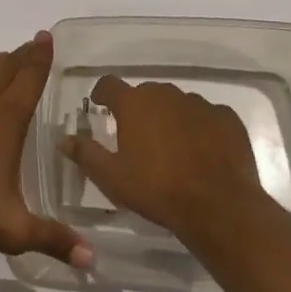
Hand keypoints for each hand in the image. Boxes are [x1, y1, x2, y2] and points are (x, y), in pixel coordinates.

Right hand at [58, 76, 268, 245]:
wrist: (218, 206)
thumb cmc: (157, 190)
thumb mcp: (112, 178)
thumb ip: (86, 154)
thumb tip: (63, 140)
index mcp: (134, 103)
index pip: (109, 84)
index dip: (102, 93)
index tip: (100, 105)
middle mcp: (165, 94)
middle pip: (145, 93)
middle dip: (138, 109)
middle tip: (136, 134)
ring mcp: (199, 103)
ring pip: (177, 103)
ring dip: (170, 117)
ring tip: (171, 145)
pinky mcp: (227, 118)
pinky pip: (207, 116)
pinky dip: (200, 127)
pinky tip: (202, 150)